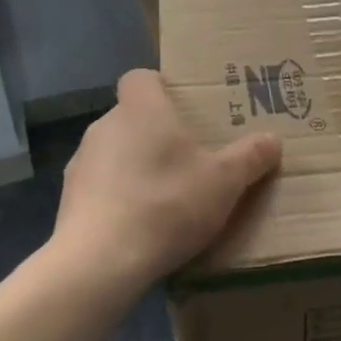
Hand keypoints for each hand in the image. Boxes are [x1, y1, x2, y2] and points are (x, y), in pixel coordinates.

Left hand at [54, 69, 281, 289]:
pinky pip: (99, 185)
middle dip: (155, 131)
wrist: (98, 262)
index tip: (183, 108)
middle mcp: (105, 125)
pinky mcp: (67, 199)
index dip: (160, 87)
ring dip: (134, 165)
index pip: (141, 77)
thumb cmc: (166, 204)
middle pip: (131, 115)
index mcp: (141, 109)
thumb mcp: (223, 183)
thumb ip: (249, 158)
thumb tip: (273, 140)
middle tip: (187, 156)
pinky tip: (136, 224)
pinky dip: (116, 196)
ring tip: (163, 196)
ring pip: (113, 151)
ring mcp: (80, 162)